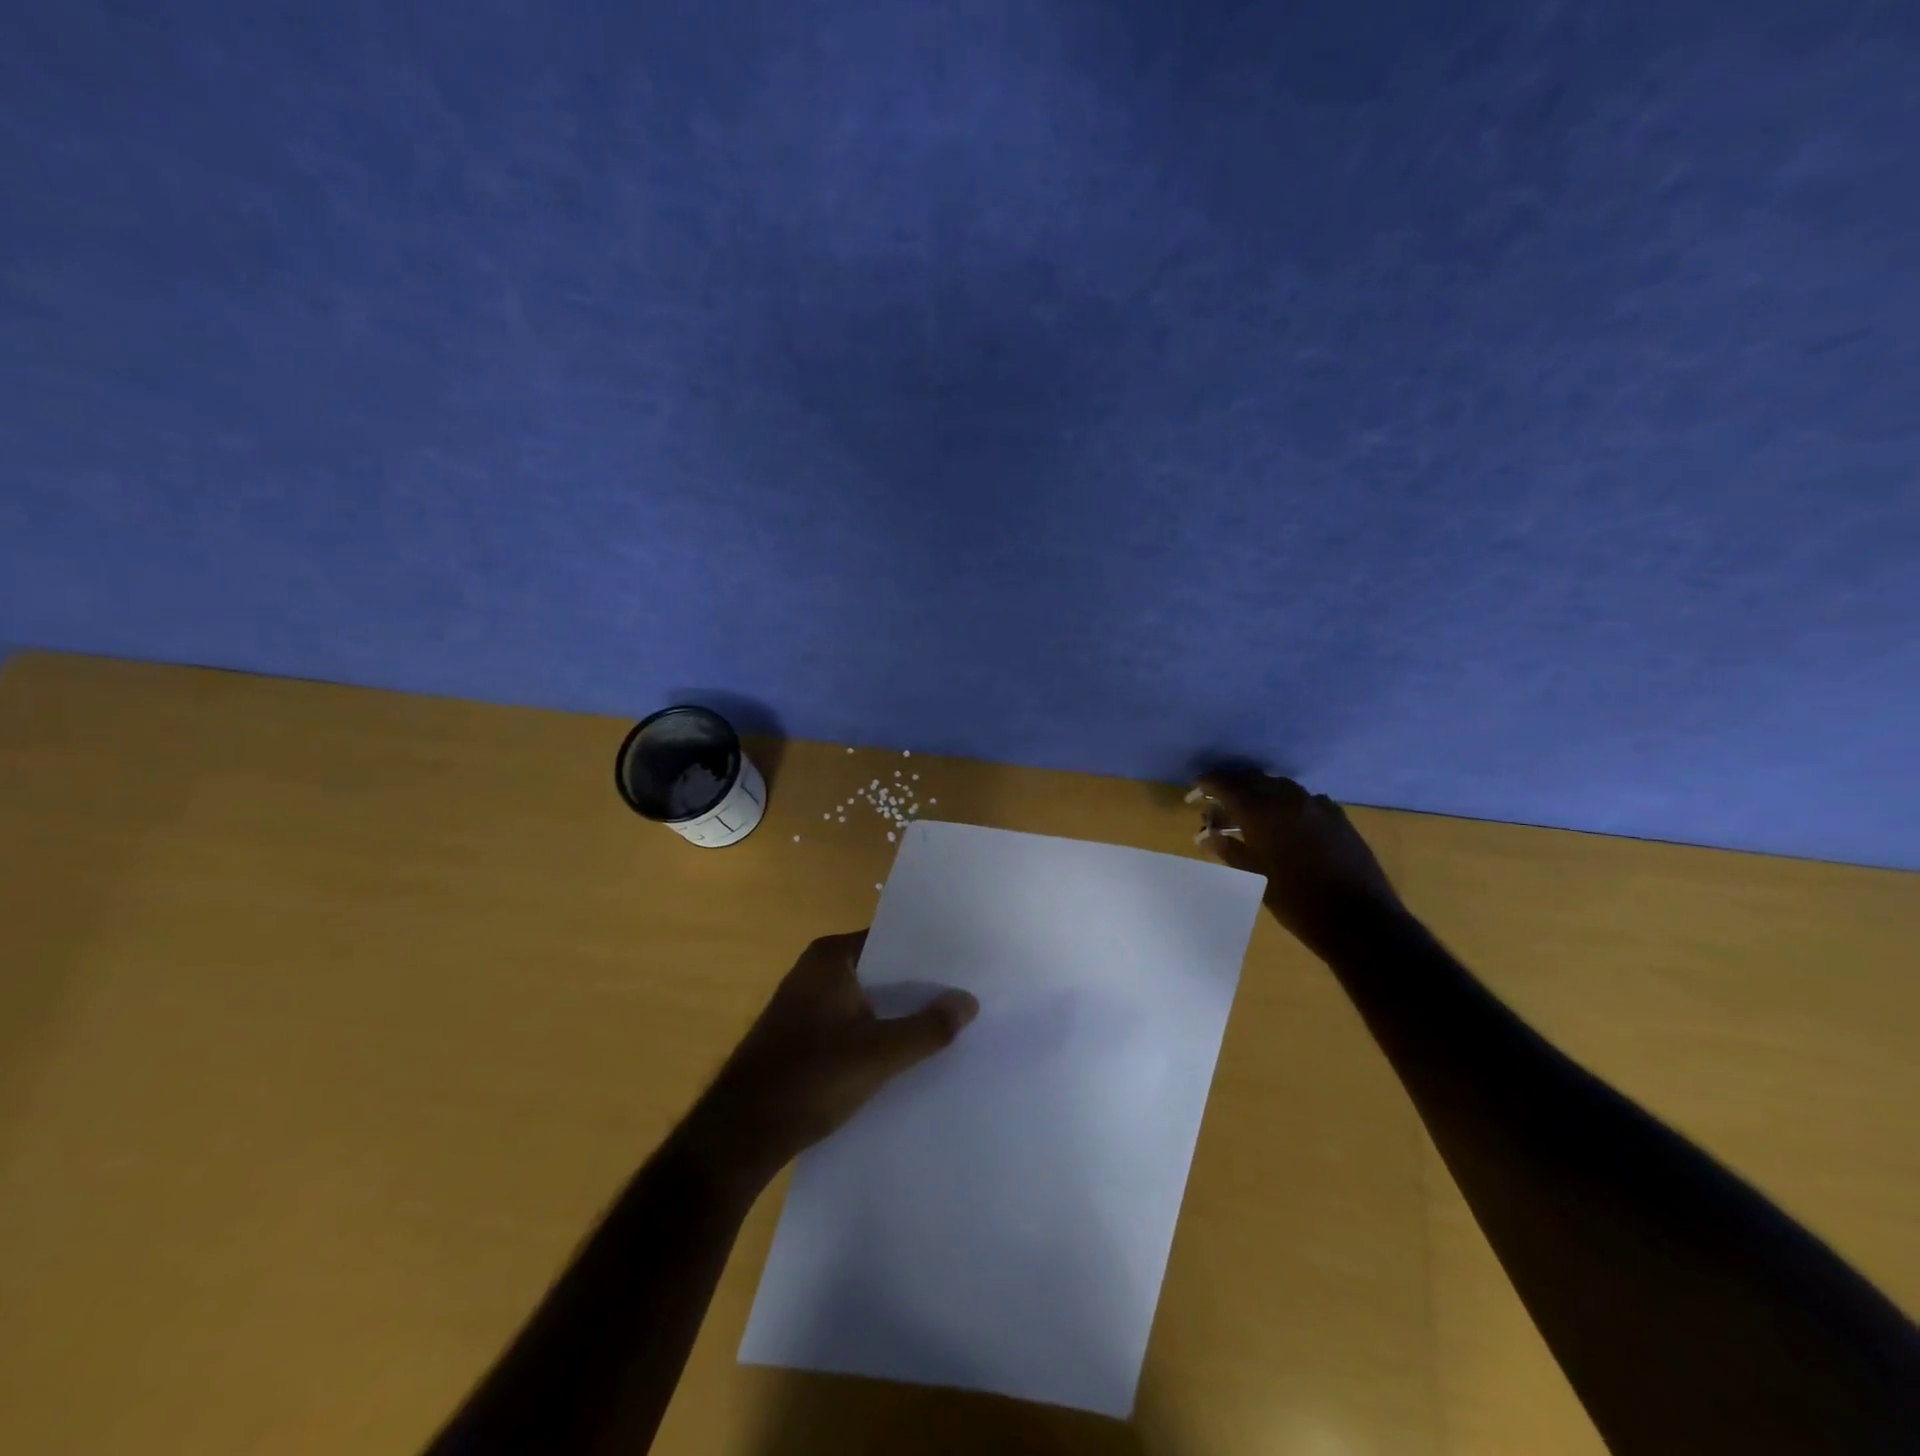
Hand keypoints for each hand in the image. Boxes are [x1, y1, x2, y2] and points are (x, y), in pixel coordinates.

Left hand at [681, 931, 978, 1188]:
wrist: (739, 1136)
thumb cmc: (808, 1079)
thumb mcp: (878, 1054)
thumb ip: (927, 1028)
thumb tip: (970, 1001)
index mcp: (830, 956)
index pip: (892, 939)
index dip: (930, 954)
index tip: (968, 964)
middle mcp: (817, 969)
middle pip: (882, 969)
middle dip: (919, 985)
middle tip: (968, 994)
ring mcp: (808, 1003)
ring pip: (869, 998)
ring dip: (900, 1011)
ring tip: (950, 1022)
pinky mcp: (804, 1034)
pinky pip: (853, 1021)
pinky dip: (879, 1030)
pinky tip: (909, 1051)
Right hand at [1189, 771, 1406, 956]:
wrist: (1359, 919)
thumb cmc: (1296, 901)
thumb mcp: (1255, 877)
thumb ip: (1229, 851)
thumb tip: (1207, 837)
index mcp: (1262, 812)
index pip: (1227, 784)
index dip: (1208, 783)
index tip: (1195, 789)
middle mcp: (1288, 799)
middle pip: (1253, 780)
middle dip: (1232, 786)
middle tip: (1216, 800)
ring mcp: (1316, 805)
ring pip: (1279, 787)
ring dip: (1259, 793)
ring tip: (1246, 812)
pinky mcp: (1337, 817)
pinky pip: (1303, 799)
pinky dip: (1285, 803)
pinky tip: (1284, 822)